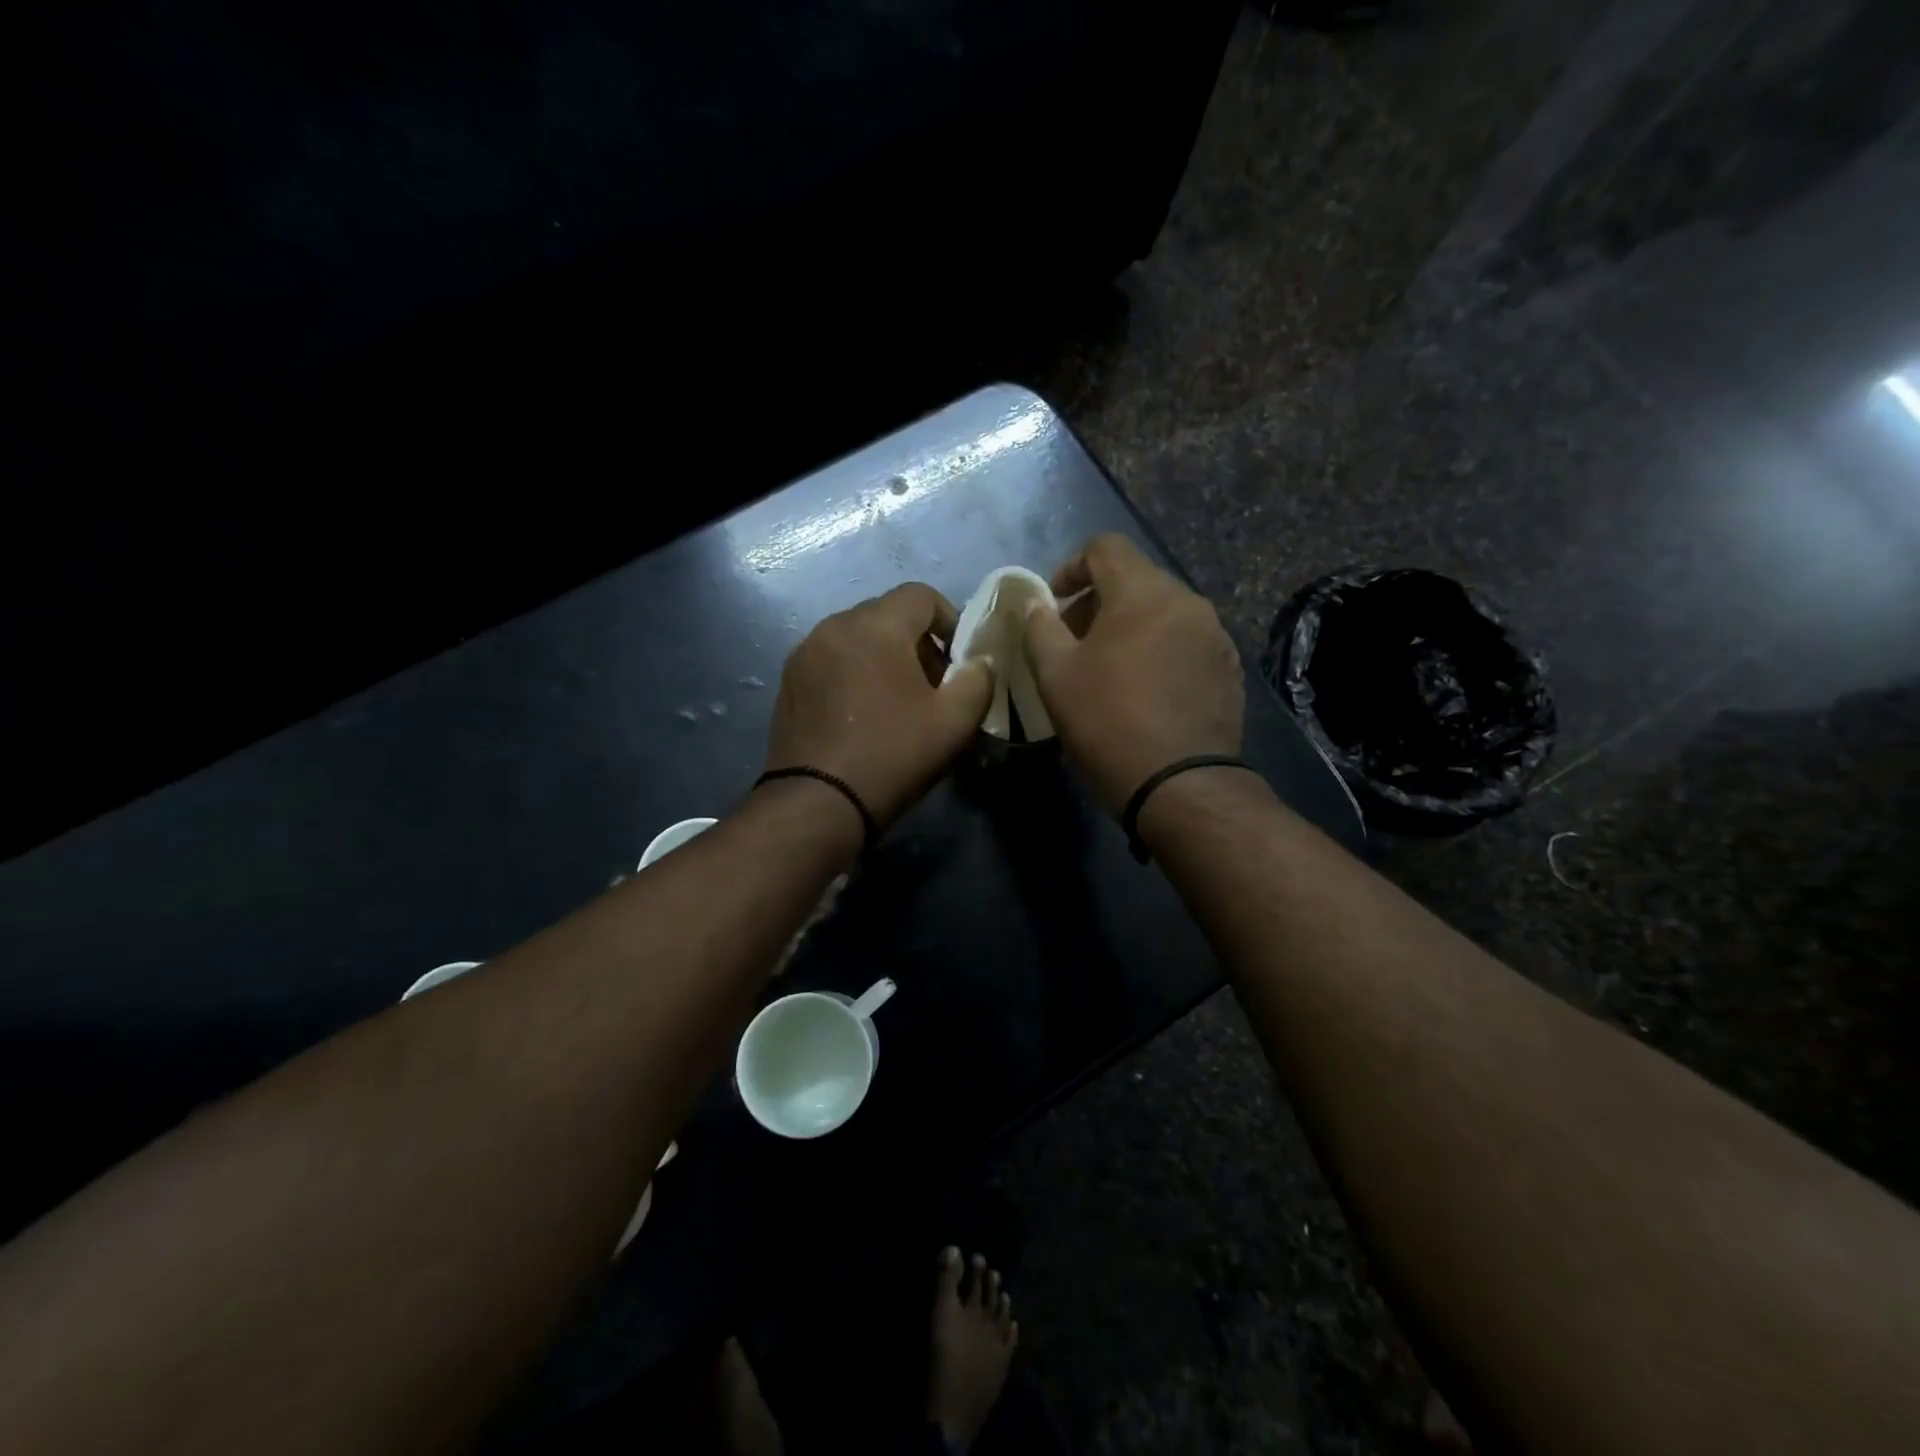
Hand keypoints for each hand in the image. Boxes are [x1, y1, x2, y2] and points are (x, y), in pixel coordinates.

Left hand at [767, 584, 994, 830]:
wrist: (818, 803)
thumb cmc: (892, 755)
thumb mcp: (954, 722)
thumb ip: (978, 680)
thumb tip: (980, 662)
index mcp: (875, 626)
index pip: (921, 595)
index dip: (949, 620)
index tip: (958, 661)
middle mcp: (834, 627)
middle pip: (886, 614)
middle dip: (916, 641)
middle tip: (932, 685)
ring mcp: (804, 654)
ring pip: (857, 637)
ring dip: (883, 657)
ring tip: (896, 702)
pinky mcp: (789, 682)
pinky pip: (832, 660)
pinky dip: (854, 672)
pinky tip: (862, 714)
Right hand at [1023, 534, 1243, 812]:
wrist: (1179, 784)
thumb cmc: (1108, 721)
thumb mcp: (1055, 675)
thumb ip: (1040, 628)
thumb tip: (1035, 604)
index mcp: (1144, 592)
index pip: (1105, 547)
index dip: (1071, 566)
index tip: (1054, 602)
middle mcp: (1188, 602)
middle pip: (1136, 579)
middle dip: (1098, 601)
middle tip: (1073, 641)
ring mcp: (1215, 636)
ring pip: (1163, 612)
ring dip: (1130, 626)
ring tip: (1109, 668)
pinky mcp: (1229, 669)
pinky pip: (1186, 641)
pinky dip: (1159, 650)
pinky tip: (1145, 690)